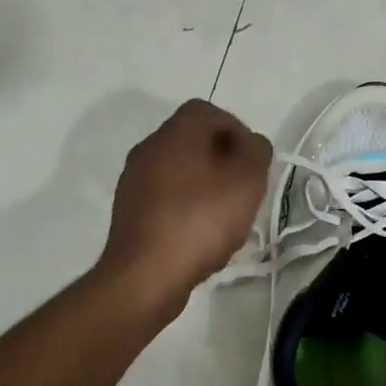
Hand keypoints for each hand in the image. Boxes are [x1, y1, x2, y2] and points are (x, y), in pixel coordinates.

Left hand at [100, 100, 271, 311]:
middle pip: (193, 141)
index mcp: (176, 131)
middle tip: (243, 189)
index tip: (253, 161)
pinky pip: (165, 197)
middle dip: (223, 160)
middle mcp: (149, 147)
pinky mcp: (128, 211)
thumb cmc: (202, 218)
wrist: (146, 274)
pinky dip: (186, 207)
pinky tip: (200, 235)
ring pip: (179, 170)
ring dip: (204, 185)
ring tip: (225, 216)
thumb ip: (257, 151)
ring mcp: (134, 180)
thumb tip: (250, 144)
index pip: (209, 112)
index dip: (237, 130)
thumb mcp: (248, 179)